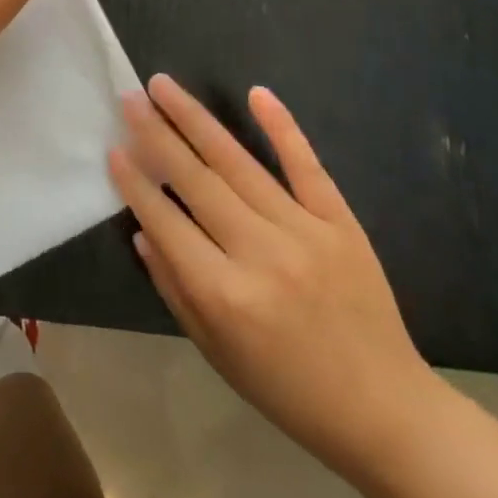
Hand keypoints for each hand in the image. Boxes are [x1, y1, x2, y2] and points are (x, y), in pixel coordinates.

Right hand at [109, 76, 441, 483]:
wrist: (384, 410)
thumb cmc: (288, 390)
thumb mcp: (216, 352)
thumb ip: (174, 288)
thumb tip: (143, 231)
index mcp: (223, 293)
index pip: (166, 222)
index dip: (135, 183)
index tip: (112, 147)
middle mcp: (259, 252)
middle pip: (196, 180)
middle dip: (156, 134)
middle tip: (129, 97)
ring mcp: (303, 231)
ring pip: (238, 162)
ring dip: (196, 119)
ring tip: (164, 86)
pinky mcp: (340, 222)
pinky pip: (306, 166)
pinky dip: (282, 127)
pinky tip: (256, 93)